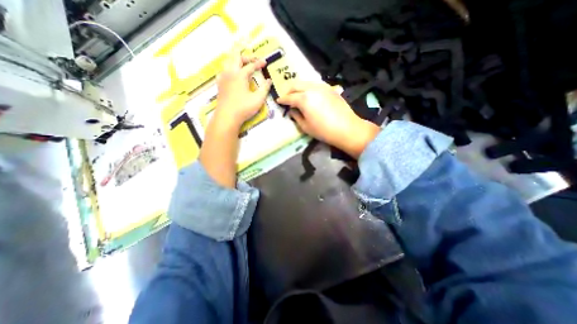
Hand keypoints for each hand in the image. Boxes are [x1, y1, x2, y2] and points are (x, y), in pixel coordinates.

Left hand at [215, 47, 272, 129]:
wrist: (227, 116)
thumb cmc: (243, 108)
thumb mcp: (258, 99)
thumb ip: (264, 89)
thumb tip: (269, 81)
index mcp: (240, 75)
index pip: (250, 65)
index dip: (258, 63)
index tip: (265, 63)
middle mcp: (230, 73)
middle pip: (236, 57)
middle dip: (246, 56)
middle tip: (254, 60)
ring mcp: (223, 78)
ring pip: (227, 61)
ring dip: (236, 59)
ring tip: (243, 63)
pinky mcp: (220, 84)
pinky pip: (223, 70)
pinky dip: (229, 67)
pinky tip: (232, 74)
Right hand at [277, 80, 381, 156]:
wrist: (347, 128)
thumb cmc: (324, 131)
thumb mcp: (305, 127)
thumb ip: (296, 116)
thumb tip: (292, 110)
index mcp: (304, 99)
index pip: (289, 97)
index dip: (282, 99)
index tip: (278, 101)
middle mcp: (312, 88)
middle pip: (296, 84)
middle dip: (288, 90)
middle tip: (286, 97)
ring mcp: (322, 86)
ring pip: (305, 82)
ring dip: (298, 87)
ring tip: (297, 95)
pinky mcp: (330, 88)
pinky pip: (315, 84)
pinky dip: (308, 88)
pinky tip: (309, 95)